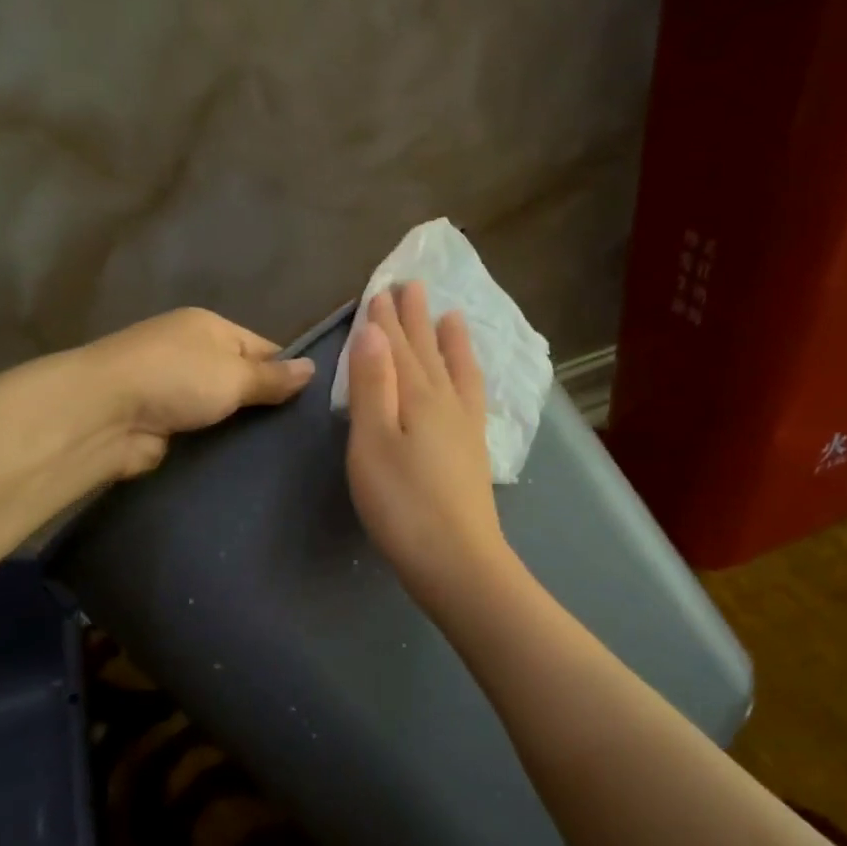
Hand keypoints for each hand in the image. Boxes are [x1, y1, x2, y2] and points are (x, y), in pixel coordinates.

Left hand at [86, 308, 313, 476]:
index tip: (315, 403)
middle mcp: (191, 353)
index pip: (262, 347)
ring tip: (285, 452)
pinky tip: (249, 462)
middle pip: (241, 378)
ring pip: (222, 409)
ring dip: (243, 427)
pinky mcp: (163, 424)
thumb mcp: (234, 373)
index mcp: (209, 327)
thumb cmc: (177, 378)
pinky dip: (220, 444)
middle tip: (305, 434)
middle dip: (267, 404)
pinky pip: (203, 432)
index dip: (287, 372)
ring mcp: (174, 389)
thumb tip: (312, 368)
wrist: (106, 414)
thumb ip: (273, 377)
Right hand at [346, 282, 516, 610]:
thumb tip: (374, 331)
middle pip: (427, 353)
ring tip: (450, 316)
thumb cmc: (401, 503)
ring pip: (454, 371)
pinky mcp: (473, 452)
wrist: (455, 560)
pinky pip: (472, 397)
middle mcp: (446, 403)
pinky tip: (467, 379)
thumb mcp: (373, 442)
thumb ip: (373, 385)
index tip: (380, 290)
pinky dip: (468, 377)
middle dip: (415, 320)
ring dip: (448, 342)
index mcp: (417, 398)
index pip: (398, 349)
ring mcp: (464, 428)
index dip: (387, 321)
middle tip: (411, 285)